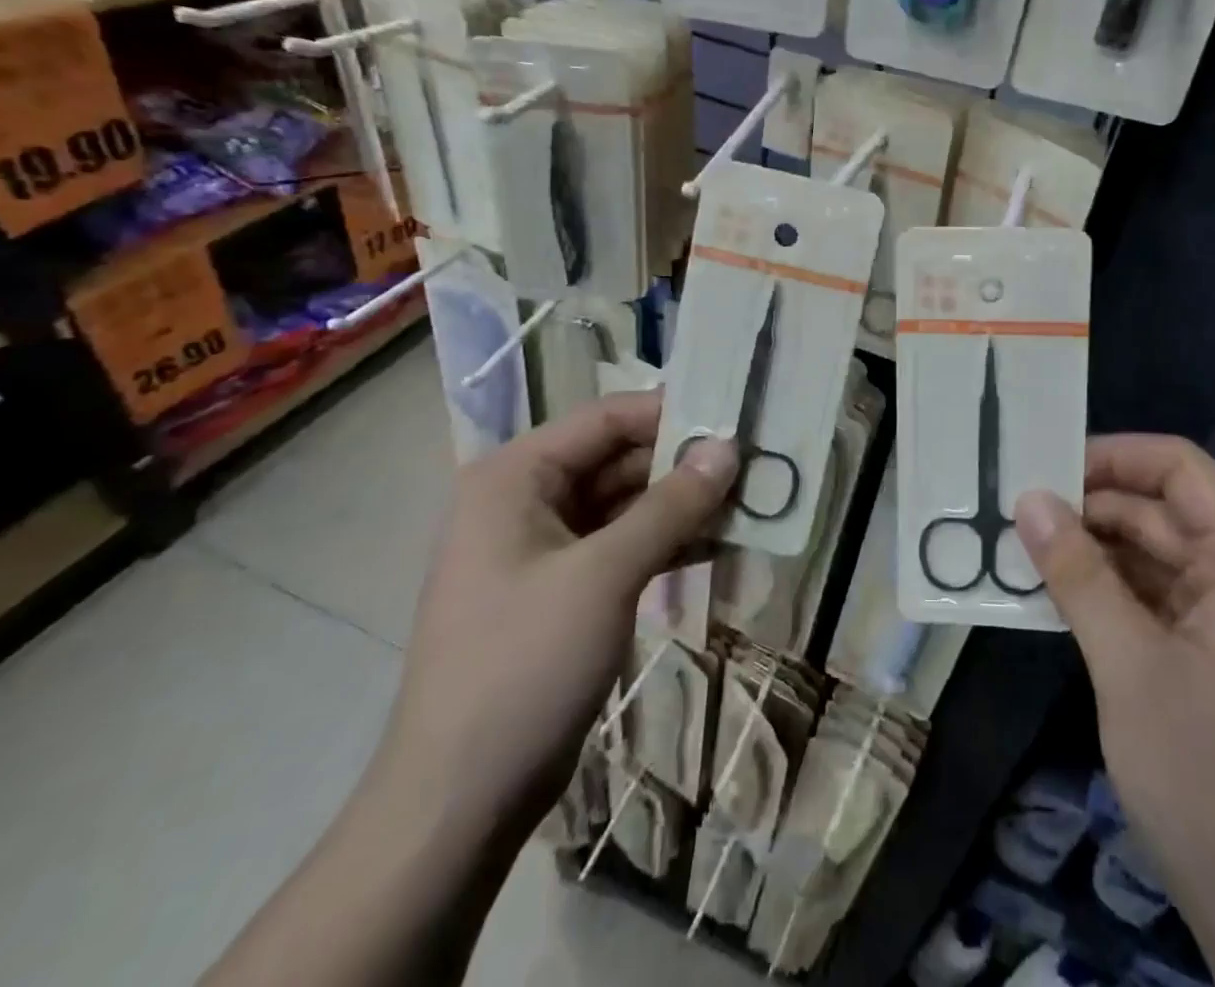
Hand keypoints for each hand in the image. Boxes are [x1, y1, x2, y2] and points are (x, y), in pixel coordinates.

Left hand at [380, 390, 737, 831]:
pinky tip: (719, 543)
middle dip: (683, 463)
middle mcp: (525, 498)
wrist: (459, 800)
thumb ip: (671, 505)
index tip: (736, 419)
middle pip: (617, 458)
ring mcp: (543, 546)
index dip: (672, 413)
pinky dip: (666, 541)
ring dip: (682, 504)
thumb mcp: (605, 575)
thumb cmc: (523, 666)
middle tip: (754, 464)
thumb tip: (728, 448)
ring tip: (749, 501)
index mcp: (515, 476)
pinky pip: (622, 544)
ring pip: (625, 503)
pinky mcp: (562, 588)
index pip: (606, 418)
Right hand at [1015, 435, 1214, 986]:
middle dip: (1089, 508)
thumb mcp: (1131, 667)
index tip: (1042, 465)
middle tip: (1011, 510)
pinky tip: (1053, 596)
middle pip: (1163, 510)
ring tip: (1018, 548)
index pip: (1179, 467)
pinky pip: (1158, 600)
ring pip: (1155, 556)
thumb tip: (1027, 498)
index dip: (1111, 455)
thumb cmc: (1214, 782)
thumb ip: (1077, 574)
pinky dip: (1109, 594)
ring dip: (1092, 553)